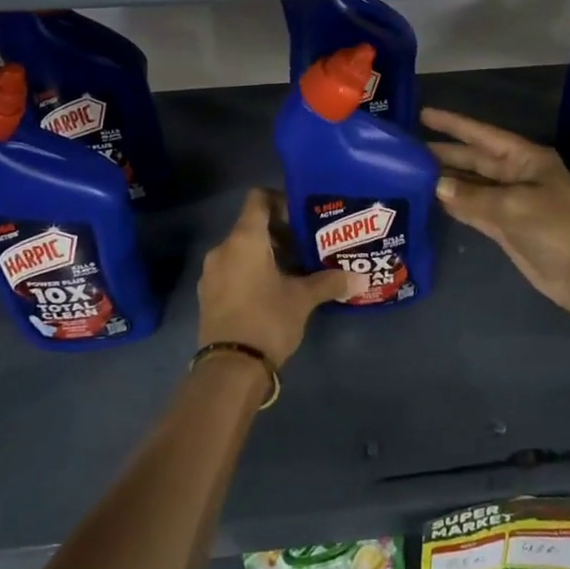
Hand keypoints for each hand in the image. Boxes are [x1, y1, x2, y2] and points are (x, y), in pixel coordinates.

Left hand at [198, 188, 354, 367]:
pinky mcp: (208, 295)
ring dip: (266, 254)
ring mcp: (211, 273)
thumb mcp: (303, 299)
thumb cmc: (267, 319)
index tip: (302, 215)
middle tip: (307, 245)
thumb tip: (361, 277)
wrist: (229, 369)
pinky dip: (251, 272)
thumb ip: (330, 282)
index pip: (258, 199)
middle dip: (279, 232)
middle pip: (251, 226)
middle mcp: (223, 249)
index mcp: (244, 239)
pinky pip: (232, 270)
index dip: (280, 200)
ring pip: (242, 250)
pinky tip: (274, 291)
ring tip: (295, 270)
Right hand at [424, 107, 569, 318]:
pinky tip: (431, 199)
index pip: (482, 135)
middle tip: (406, 150)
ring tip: (410, 172)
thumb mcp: (514, 206)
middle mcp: (517, 175)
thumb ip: (472, 196)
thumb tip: (436, 185)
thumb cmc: (556, 229)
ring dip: (445, 180)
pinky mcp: (505, 226)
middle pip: (474, 160)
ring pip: (471, 185)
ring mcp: (510, 202)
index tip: (424, 114)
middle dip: (444, 154)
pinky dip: (454, 204)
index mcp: (526, 159)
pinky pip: (474, 208)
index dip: (453, 125)